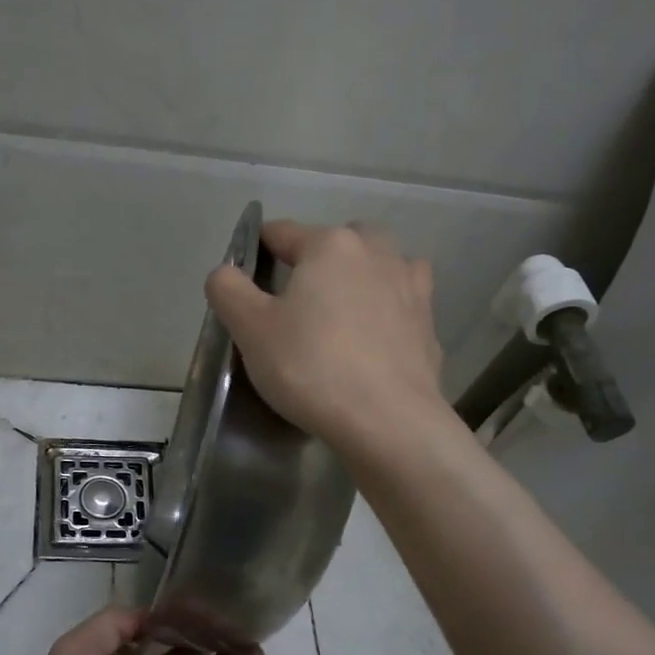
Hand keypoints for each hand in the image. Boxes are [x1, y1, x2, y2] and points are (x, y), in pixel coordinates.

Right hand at [205, 219, 446, 454]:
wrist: (388, 422)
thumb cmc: (311, 367)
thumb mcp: (251, 329)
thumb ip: (228, 289)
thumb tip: (226, 272)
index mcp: (330, 245)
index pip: (281, 233)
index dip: (256, 253)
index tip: (245, 286)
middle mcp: (377, 253)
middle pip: (337, 243)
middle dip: (315, 262)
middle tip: (294, 303)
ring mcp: (411, 287)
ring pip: (377, 267)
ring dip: (358, 279)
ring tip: (338, 316)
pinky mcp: (429, 325)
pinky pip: (400, 305)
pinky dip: (385, 313)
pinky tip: (371, 342)